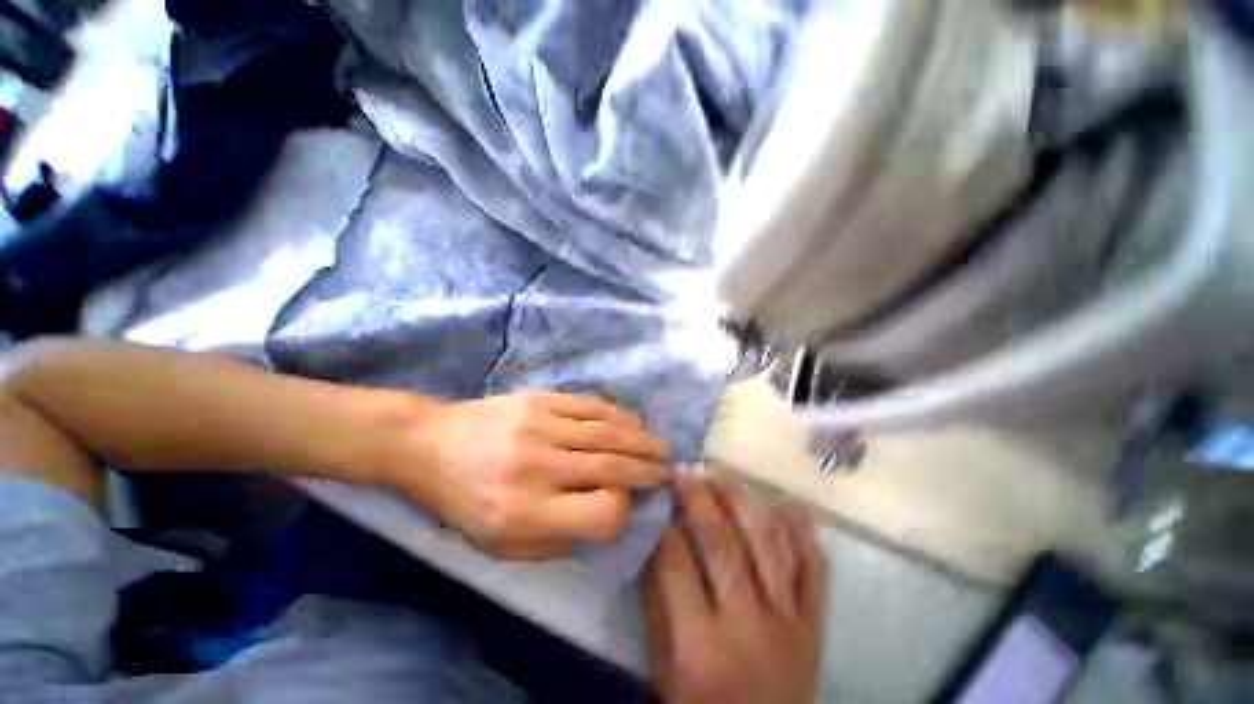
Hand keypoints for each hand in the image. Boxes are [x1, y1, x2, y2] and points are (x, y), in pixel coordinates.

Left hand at [374, 391, 668, 558]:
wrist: (430, 444)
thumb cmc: (462, 501)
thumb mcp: (499, 546)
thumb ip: (555, 543)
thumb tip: (603, 519)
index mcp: (526, 512)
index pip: (601, 513)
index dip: (623, 511)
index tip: (628, 505)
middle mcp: (540, 467)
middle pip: (613, 467)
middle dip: (648, 471)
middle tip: (667, 471)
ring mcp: (542, 426)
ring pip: (610, 432)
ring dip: (642, 441)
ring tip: (660, 448)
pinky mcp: (542, 400)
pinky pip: (592, 406)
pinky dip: (619, 414)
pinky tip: (633, 422)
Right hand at [644, 476, 827, 703]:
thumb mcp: (664, 673)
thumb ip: (656, 607)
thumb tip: (654, 543)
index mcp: (702, 650)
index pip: (676, 564)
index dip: (664, 524)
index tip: (659, 498)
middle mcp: (750, 627)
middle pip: (723, 542)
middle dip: (699, 498)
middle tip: (687, 472)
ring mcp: (791, 623)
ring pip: (768, 543)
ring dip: (743, 502)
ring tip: (723, 478)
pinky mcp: (817, 625)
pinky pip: (815, 567)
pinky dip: (802, 531)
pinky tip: (783, 503)